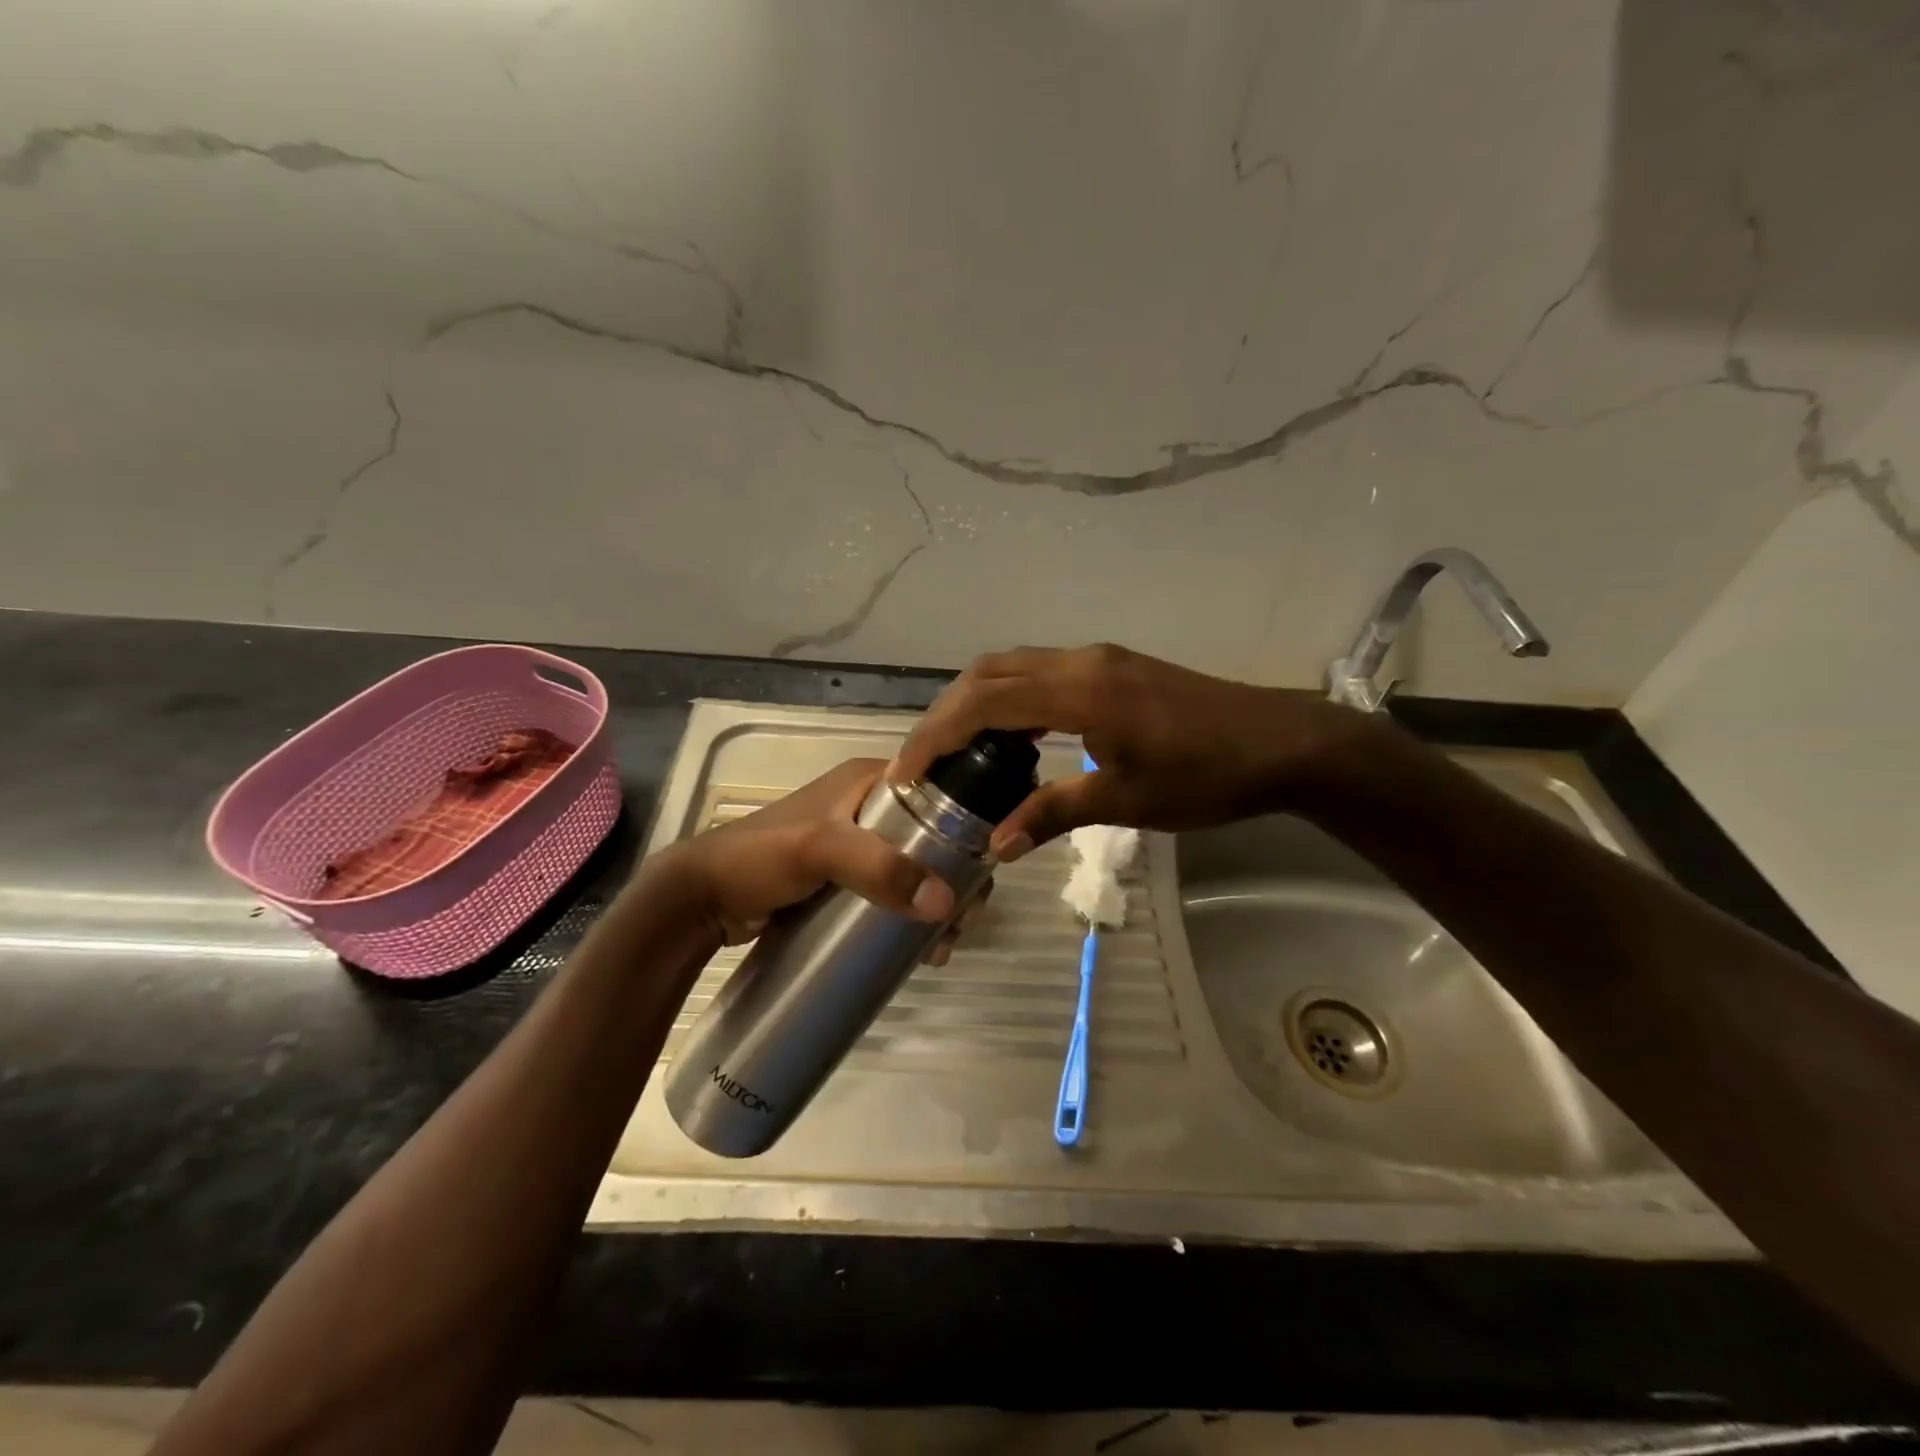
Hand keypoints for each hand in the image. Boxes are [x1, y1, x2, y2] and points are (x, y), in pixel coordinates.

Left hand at [653, 759, 987, 960]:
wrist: (702, 899)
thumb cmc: (760, 856)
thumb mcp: (820, 849)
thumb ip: (879, 868)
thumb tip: (945, 903)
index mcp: (869, 781)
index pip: (937, 794)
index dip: (965, 830)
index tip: (982, 876)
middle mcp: (868, 807)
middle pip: (931, 839)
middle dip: (954, 880)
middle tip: (963, 923)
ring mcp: (856, 846)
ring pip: (914, 870)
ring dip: (935, 903)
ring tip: (941, 947)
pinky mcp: (844, 880)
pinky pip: (891, 892)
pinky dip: (909, 915)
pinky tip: (919, 949)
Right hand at [890, 644, 1378, 858]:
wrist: (1282, 742)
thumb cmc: (1206, 776)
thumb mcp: (1126, 801)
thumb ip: (1052, 814)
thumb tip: (994, 845)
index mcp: (1079, 691)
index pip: (983, 703)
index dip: (936, 735)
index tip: (905, 773)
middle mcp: (1080, 662)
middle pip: (988, 673)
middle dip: (946, 714)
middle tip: (923, 761)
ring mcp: (1099, 660)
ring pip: (1014, 667)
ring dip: (976, 702)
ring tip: (956, 751)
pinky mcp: (1114, 667)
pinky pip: (1042, 674)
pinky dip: (1011, 699)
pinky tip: (1013, 737)